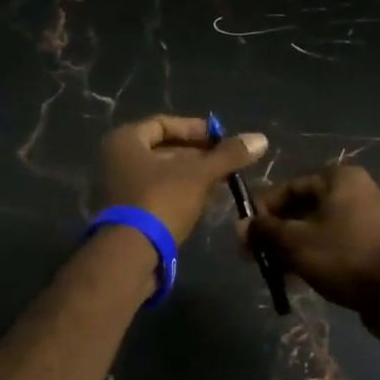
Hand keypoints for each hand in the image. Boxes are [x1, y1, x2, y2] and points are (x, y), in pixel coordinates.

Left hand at [100, 115, 267, 243]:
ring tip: (224, 180)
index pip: (164, 124)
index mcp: (126, 141)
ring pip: (164, 174)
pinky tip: (208, 199)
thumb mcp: (199, 175)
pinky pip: (160, 193)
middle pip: (164, 150)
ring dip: (193, 175)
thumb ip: (228, 155)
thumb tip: (261, 139)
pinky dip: (182, 193)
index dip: (196, 129)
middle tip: (227, 161)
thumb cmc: (161, 201)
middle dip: (198, 155)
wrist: (132, 255)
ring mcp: (121, 188)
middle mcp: (118, 160)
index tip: (222, 139)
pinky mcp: (130, 213)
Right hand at [246, 165, 379, 316]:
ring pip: (319, 228)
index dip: (262, 210)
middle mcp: (357, 191)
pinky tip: (297, 278)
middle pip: (304, 208)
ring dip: (293, 247)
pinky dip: (315, 256)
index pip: (289, 187)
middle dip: (276, 232)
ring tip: (273, 272)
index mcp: (339, 178)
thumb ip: (265, 231)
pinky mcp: (375, 245)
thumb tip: (241, 226)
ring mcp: (370, 218)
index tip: (244, 234)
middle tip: (254, 256)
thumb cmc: (343, 256)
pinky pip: (336, 244)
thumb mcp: (295, 242)